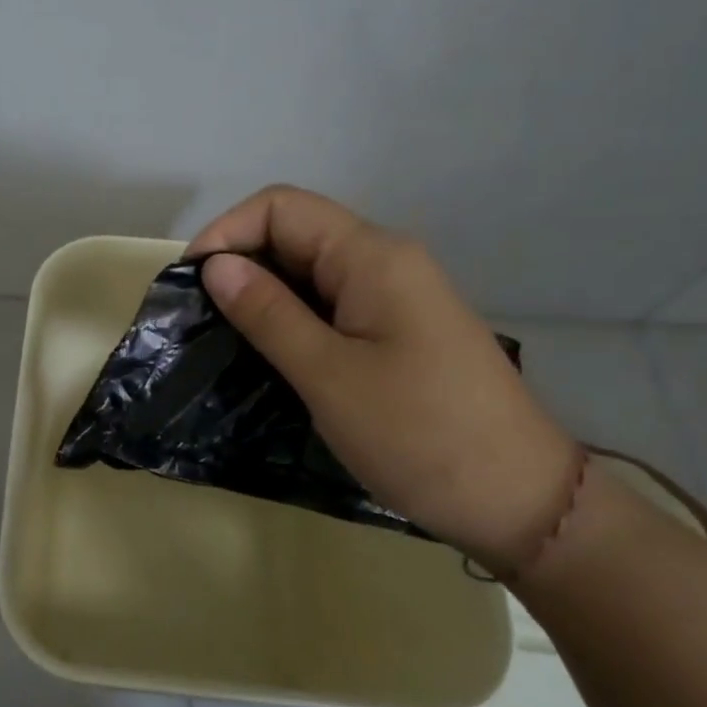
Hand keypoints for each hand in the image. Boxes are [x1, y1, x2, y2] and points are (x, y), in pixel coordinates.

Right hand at [187, 186, 580, 574]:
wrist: (518, 499)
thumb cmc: (418, 434)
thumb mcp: (327, 374)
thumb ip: (268, 313)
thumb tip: (215, 266)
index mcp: (372, 256)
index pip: (280, 208)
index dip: (226, 233)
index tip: (188, 285)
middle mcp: (385, 261)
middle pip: (295, 234)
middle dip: (239, 264)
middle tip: (197, 318)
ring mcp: (395, 297)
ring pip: (311, 273)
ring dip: (262, 295)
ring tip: (220, 338)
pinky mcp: (398, 331)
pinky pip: (331, 305)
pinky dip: (291, 319)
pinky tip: (267, 354)